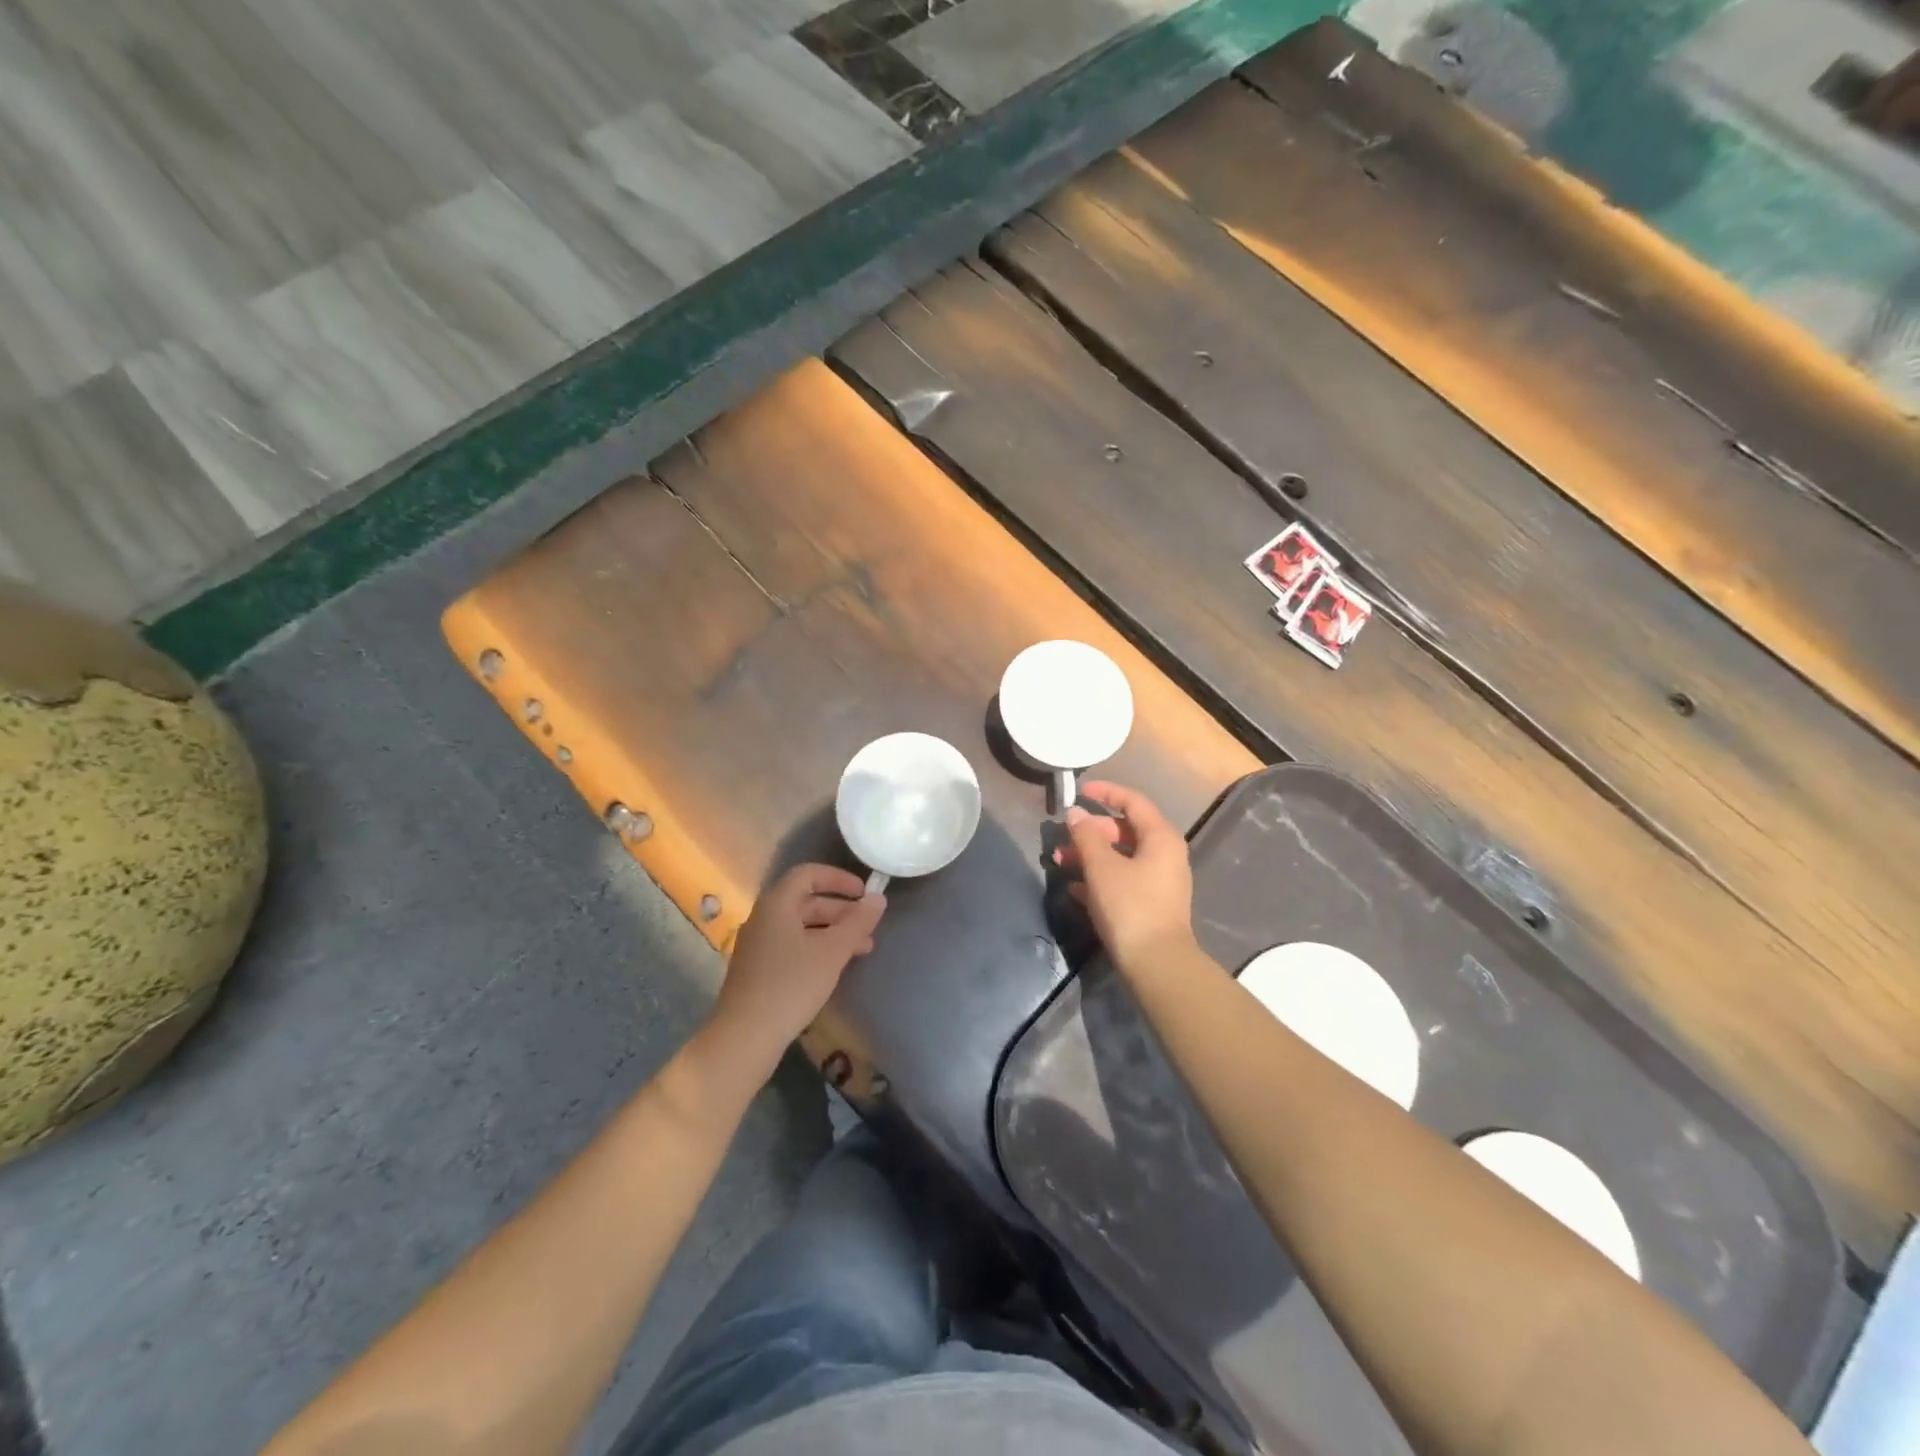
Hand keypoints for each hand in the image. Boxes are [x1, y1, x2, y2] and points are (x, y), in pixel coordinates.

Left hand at [709, 864, 886, 1072]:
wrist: (745, 1036)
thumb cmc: (791, 985)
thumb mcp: (832, 952)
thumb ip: (858, 923)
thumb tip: (878, 898)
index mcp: (777, 904)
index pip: (808, 874)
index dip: (838, 878)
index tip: (864, 893)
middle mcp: (764, 918)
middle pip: (806, 901)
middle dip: (841, 910)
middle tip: (869, 926)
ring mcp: (758, 945)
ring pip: (801, 926)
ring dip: (832, 932)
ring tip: (863, 950)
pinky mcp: (757, 970)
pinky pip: (792, 946)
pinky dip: (817, 948)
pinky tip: (835, 968)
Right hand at [1054, 781, 1196, 970]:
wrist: (1156, 964)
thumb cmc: (1130, 906)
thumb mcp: (1101, 867)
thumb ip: (1086, 836)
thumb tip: (1074, 814)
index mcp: (1160, 837)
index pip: (1132, 802)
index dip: (1105, 792)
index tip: (1080, 791)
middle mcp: (1164, 854)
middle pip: (1124, 830)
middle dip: (1090, 832)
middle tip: (1063, 839)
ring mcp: (1159, 880)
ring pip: (1120, 856)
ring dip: (1090, 856)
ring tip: (1060, 863)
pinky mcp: (1150, 903)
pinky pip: (1122, 879)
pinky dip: (1099, 878)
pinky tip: (1073, 888)